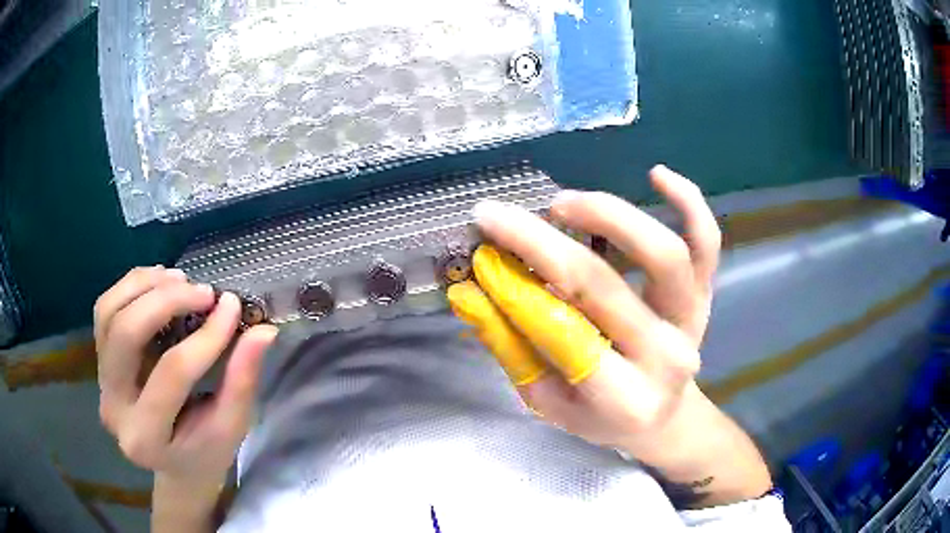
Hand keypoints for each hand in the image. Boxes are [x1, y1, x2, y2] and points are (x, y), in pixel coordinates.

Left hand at [94, 267, 277, 483]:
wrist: (174, 463)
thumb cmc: (206, 452)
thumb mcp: (231, 427)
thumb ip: (242, 380)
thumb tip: (264, 331)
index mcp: (146, 437)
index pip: (172, 374)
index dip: (205, 337)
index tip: (232, 306)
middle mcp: (113, 407)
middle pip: (126, 333)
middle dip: (166, 301)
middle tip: (205, 291)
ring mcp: (101, 380)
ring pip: (109, 312)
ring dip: (145, 285)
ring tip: (181, 279)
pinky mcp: (99, 360)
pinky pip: (105, 309)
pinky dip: (132, 286)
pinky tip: (159, 281)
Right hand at [448, 166, 720, 461]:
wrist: (662, 418)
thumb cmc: (600, 417)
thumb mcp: (546, 401)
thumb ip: (510, 346)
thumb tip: (469, 292)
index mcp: (622, 398)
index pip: (564, 334)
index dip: (516, 287)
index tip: (481, 249)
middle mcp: (664, 356)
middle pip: (604, 285)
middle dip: (541, 242)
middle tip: (501, 215)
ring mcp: (691, 320)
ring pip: (664, 255)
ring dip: (610, 217)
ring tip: (564, 204)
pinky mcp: (705, 293)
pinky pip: (707, 242)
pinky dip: (689, 202)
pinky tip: (658, 174)